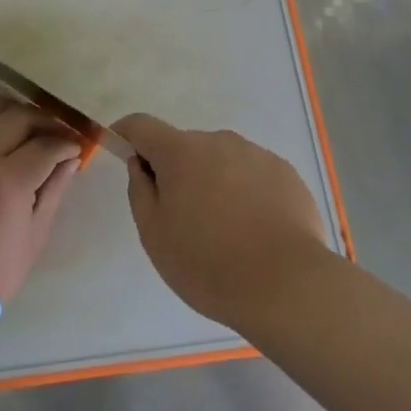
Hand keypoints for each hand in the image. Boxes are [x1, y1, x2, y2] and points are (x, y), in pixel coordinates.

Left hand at [0, 99, 82, 303]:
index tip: (76, 148)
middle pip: (18, 117)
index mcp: (8, 179)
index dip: (66, 143)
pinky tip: (4, 146)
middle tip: (59, 134)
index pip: (45, 145)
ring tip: (31, 130)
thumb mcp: (35, 234)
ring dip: (16, 114)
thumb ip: (54, 189)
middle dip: (45, 121)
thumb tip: (71, 160)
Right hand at [116, 114, 331, 328]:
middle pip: (185, 147)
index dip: (127, 134)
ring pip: (222, 161)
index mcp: (181, 152)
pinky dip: (245, 193)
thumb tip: (140, 165)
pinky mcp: (285, 173)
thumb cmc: (209, 263)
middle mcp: (219, 141)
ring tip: (225, 232)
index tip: (122, 151)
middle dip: (176, 171)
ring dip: (213, 182)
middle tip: (182, 219)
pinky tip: (255, 232)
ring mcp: (256, 154)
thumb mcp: (155, 236)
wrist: (288, 285)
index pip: (142, 125)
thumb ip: (141, 192)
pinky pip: (253, 175)